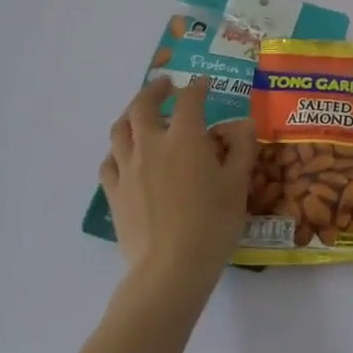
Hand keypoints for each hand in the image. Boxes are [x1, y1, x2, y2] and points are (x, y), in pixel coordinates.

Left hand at [100, 76, 256, 304]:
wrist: (171, 268)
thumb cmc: (213, 223)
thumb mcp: (239, 183)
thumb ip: (242, 148)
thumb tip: (243, 124)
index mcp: (185, 138)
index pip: (189, 100)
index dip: (197, 87)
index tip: (204, 83)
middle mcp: (151, 145)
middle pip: (143, 106)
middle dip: (155, 90)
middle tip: (166, 85)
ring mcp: (127, 169)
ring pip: (120, 129)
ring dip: (131, 114)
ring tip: (141, 114)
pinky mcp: (114, 193)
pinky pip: (109, 161)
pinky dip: (118, 149)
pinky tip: (125, 155)